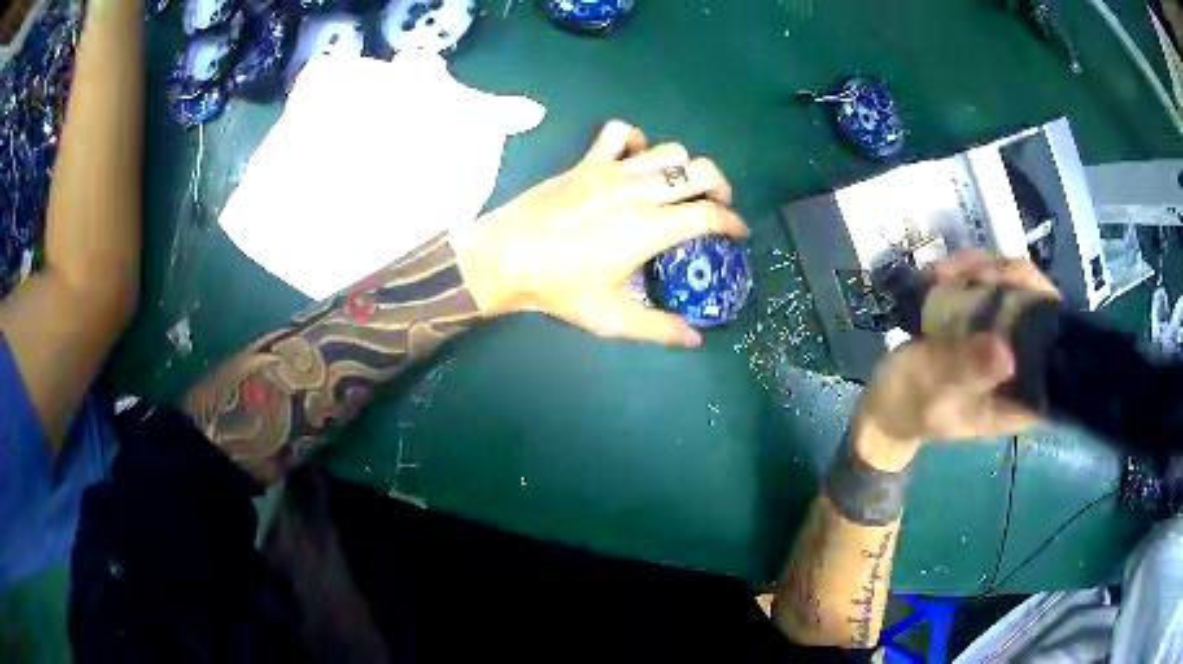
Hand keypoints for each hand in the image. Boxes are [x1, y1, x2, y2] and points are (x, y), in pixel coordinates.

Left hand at [450, 121, 748, 346]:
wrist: (507, 256)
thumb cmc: (560, 288)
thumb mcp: (612, 318)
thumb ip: (659, 329)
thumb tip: (695, 339)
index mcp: (651, 228)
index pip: (709, 215)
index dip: (733, 223)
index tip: (738, 233)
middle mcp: (640, 192)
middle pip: (699, 171)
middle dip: (720, 186)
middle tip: (716, 206)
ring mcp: (612, 171)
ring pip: (668, 149)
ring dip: (684, 165)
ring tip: (680, 185)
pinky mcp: (588, 162)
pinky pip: (620, 133)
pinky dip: (637, 140)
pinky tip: (636, 160)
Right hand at [857, 252, 1059, 451]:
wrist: (883, 405)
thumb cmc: (908, 405)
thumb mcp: (932, 390)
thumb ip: (965, 371)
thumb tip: (1009, 355)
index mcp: (1021, 396)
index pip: (1054, 344)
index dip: (1038, 301)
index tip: (1003, 282)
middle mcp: (1023, 366)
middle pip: (1037, 304)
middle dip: (1005, 277)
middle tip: (965, 273)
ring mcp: (1006, 342)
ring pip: (1015, 287)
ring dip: (982, 270)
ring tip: (941, 273)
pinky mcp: (988, 327)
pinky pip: (993, 287)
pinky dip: (969, 272)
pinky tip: (941, 274)